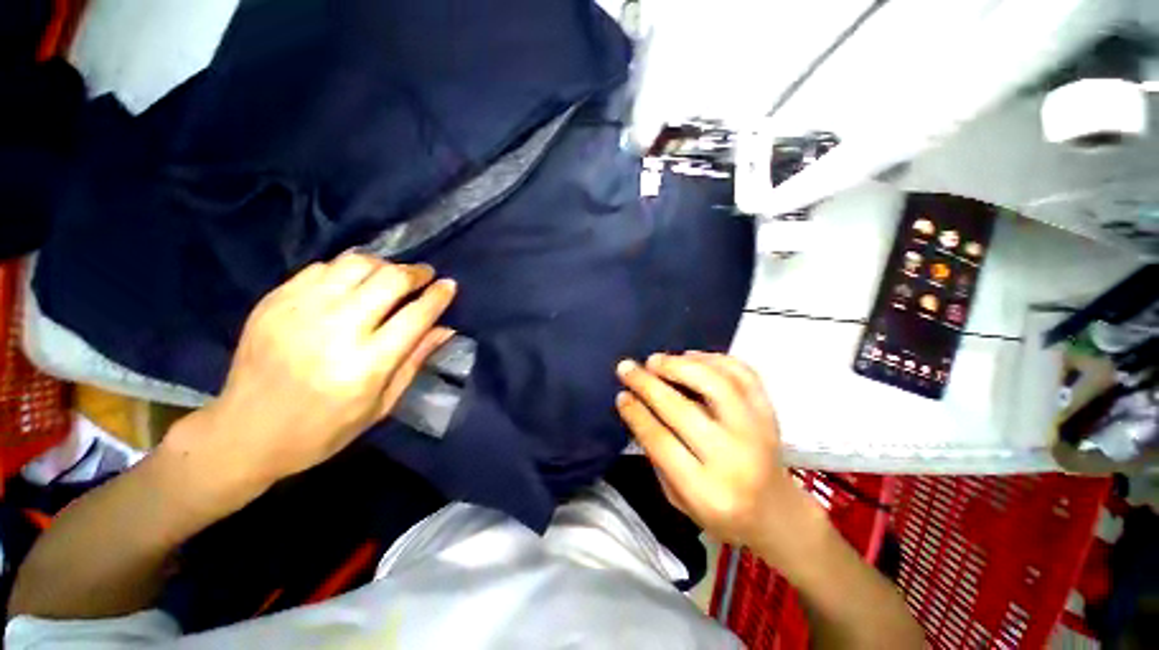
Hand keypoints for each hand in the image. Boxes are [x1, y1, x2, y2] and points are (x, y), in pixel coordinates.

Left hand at [166, 254, 456, 491]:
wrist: (244, 433)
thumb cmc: (324, 429)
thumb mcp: (381, 405)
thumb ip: (414, 361)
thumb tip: (446, 329)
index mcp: (366, 365)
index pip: (416, 316)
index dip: (438, 296)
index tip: (450, 285)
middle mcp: (335, 330)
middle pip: (389, 280)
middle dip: (415, 273)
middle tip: (425, 275)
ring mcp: (300, 311)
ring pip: (356, 264)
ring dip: (383, 265)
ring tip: (391, 275)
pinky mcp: (274, 302)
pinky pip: (322, 268)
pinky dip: (347, 269)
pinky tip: (354, 282)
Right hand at [616, 352, 816, 551]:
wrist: (777, 513)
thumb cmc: (720, 511)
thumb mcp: (679, 499)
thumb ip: (659, 456)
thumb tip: (638, 407)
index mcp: (706, 491)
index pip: (661, 441)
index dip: (636, 413)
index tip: (621, 394)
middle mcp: (734, 458)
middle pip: (683, 409)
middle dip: (648, 383)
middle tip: (628, 367)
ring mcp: (758, 431)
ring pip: (716, 384)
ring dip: (680, 365)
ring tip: (656, 360)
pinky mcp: (770, 413)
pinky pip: (743, 374)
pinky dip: (714, 359)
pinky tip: (691, 357)